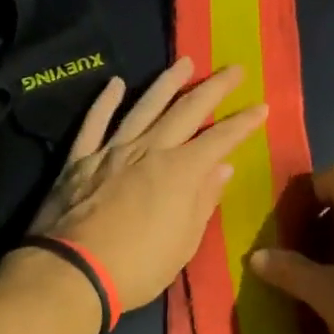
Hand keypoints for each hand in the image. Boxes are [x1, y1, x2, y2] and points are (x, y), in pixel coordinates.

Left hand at [24, 58, 267, 311]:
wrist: (72, 271)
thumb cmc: (138, 266)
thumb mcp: (184, 242)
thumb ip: (203, 200)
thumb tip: (222, 167)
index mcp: (180, 171)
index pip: (220, 139)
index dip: (242, 123)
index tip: (261, 106)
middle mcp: (149, 149)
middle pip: (186, 110)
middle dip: (214, 88)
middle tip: (234, 69)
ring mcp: (112, 150)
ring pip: (144, 107)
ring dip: (166, 82)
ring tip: (184, 62)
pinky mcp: (80, 159)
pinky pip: (95, 123)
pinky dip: (105, 102)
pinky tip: (115, 84)